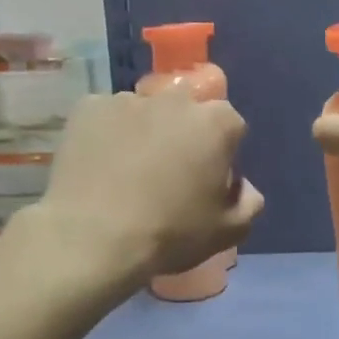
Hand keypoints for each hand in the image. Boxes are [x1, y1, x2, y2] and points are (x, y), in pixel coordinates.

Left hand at [31, 90, 263, 284]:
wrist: (92, 239)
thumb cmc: (170, 233)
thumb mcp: (228, 231)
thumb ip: (249, 203)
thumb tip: (242, 186)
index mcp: (217, 122)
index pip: (231, 128)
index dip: (221, 155)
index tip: (207, 181)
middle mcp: (176, 100)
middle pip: (188, 113)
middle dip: (184, 136)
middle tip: (169, 175)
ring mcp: (128, 99)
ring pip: (146, 113)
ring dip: (145, 133)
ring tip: (128, 173)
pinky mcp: (89, 108)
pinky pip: (107, 118)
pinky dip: (108, 135)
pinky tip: (101, 166)